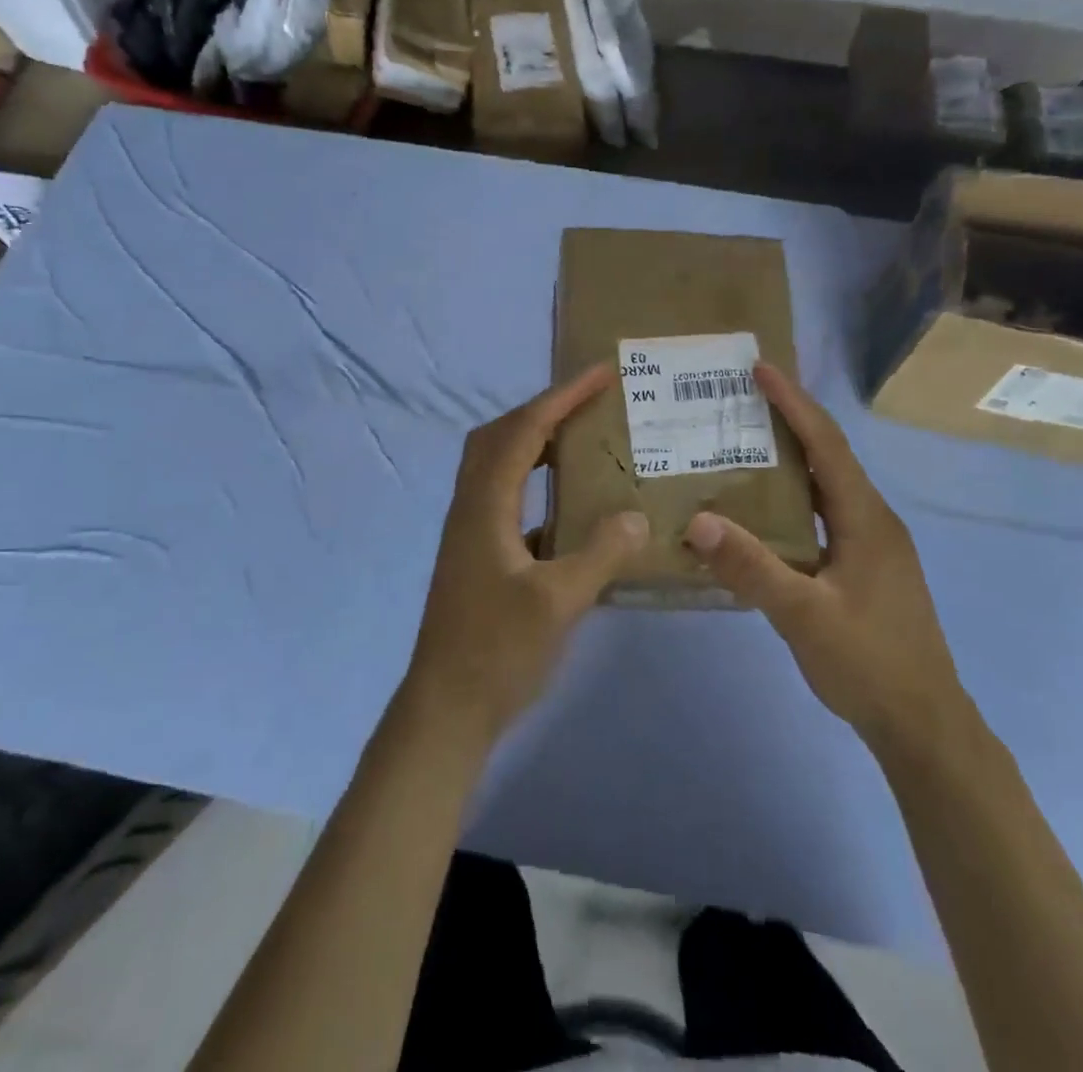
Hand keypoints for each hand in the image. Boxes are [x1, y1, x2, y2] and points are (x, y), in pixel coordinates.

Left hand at [404, 364, 649, 747]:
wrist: (446, 709)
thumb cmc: (497, 652)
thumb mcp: (559, 602)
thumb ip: (601, 553)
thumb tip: (636, 514)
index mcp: (485, 505)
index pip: (525, 431)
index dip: (562, 397)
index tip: (601, 374)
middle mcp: (471, 507)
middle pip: (500, 436)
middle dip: (543, 410)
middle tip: (589, 403)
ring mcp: (470, 531)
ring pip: (498, 465)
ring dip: (536, 443)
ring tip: (582, 440)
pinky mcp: (476, 554)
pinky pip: (506, 497)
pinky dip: (535, 482)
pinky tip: (569, 505)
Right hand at [685, 364, 964, 749]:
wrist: (924, 726)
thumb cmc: (869, 664)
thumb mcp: (803, 616)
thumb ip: (751, 567)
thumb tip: (698, 521)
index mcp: (866, 519)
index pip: (826, 445)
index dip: (794, 404)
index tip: (761, 370)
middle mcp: (873, 521)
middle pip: (828, 457)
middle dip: (789, 422)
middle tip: (742, 400)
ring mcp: (873, 546)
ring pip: (827, 487)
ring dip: (791, 461)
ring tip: (744, 444)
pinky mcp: (866, 568)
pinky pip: (825, 515)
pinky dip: (794, 499)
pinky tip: (763, 512)